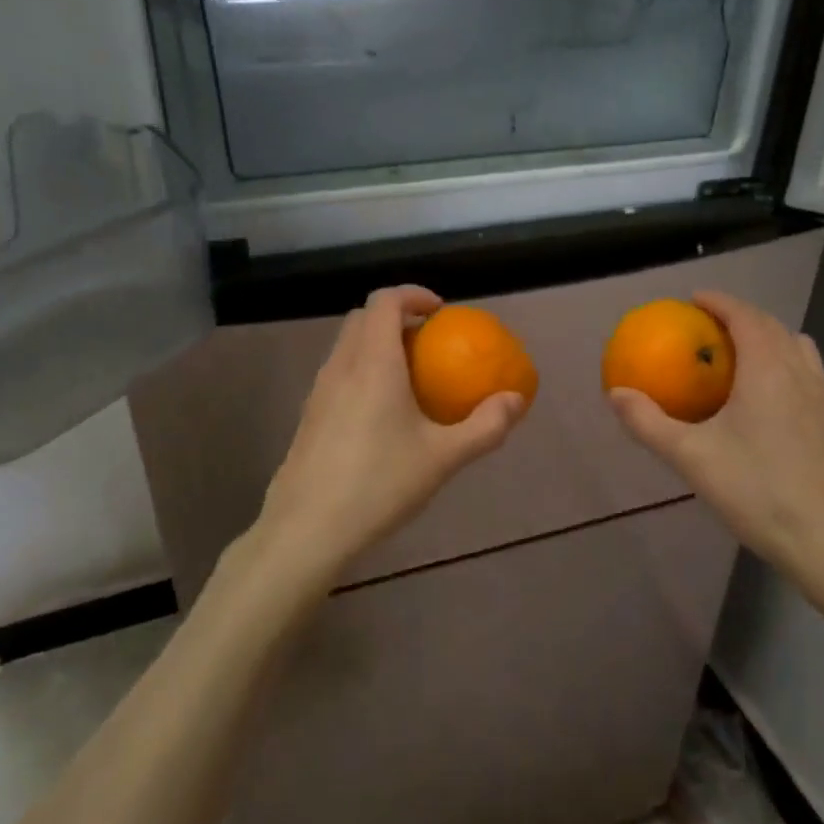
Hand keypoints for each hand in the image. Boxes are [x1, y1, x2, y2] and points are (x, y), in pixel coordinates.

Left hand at [251, 286, 526, 585]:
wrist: (307, 528)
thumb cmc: (379, 484)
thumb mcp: (443, 457)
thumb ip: (485, 426)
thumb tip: (515, 399)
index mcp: (373, 362)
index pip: (385, 301)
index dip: (413, 294)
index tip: (441, 313)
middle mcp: (341, 366)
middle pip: (363, 318)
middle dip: (396, 317)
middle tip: (429, 343)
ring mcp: (319, 391)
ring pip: (347, 346)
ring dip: (378, 345)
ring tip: (410, 378)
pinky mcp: (309, 416)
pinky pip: (339, 373)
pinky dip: (363, 371)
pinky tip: (383, 415)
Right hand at [606, 290, 823, 617]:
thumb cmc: (755, 489)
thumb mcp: (691, 456)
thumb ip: (649, 422)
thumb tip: (615, 393)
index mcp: (767, 369)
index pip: (745, 316)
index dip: (719, 302)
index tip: (693, 300)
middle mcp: (799, 372)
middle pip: (772, 326)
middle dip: (740, 316)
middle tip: (706, 327)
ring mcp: (821, 397)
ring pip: (795, 347)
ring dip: (767, 338)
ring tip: (738, 355)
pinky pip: (806, 372)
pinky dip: (783, 363)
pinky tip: (764, 397)